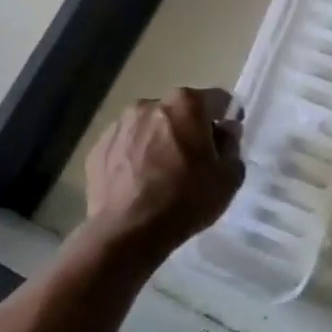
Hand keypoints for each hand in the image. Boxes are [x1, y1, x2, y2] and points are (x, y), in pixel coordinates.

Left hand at [83, 87, 244, 254]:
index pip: (218, 99)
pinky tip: (142, 183)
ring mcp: (119, 125)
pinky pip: (128, 146)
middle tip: (197, 160)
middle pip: (181, 111)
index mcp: (186, 104)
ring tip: (165, 173)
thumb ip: (232, 145)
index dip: (228, 117)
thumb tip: (224, 131)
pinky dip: (137, 157)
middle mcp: (150, 104)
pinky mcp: (98, 148)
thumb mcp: (229, 176)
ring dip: (162, 141)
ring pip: (151, 127)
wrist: (128, 231)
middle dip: (191, 129)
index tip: (228, 139)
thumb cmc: (187, 199)